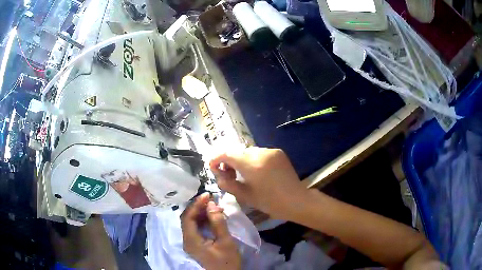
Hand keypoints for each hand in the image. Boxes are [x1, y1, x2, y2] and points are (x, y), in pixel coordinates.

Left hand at [181, 193, 240, 269]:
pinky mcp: (195, 244)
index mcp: (191, 241)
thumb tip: (212, 204)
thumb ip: (218, 223)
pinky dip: (202, 220)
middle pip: (187, 219)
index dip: (196, 204)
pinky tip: (212, 216)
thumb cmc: (227, 261)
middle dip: (198, 207)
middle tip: (211, 199)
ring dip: (200, 213)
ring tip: (214, 206)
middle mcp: (187, 240)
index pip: (188, 217)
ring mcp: (190, 243)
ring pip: (191, 223)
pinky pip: (195, 228)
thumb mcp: (226, 242)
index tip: (207, 195)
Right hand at [209, 147, 307, 219]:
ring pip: (248, 152)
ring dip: (242, 160)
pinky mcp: (278, 152)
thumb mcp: (245, 196)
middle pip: (237, 152)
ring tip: (244, 174)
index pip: (226, 153)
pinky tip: (258, 172)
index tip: (212, 167)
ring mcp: (271, 151)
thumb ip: (227, 184)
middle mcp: (260, 152)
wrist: (296, 200)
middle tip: (229, 175)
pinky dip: (254, 160)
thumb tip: (218, 175)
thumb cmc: (270, 202)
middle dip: (229, 162)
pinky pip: (260, 153)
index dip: (216, 159)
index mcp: (251, 164)